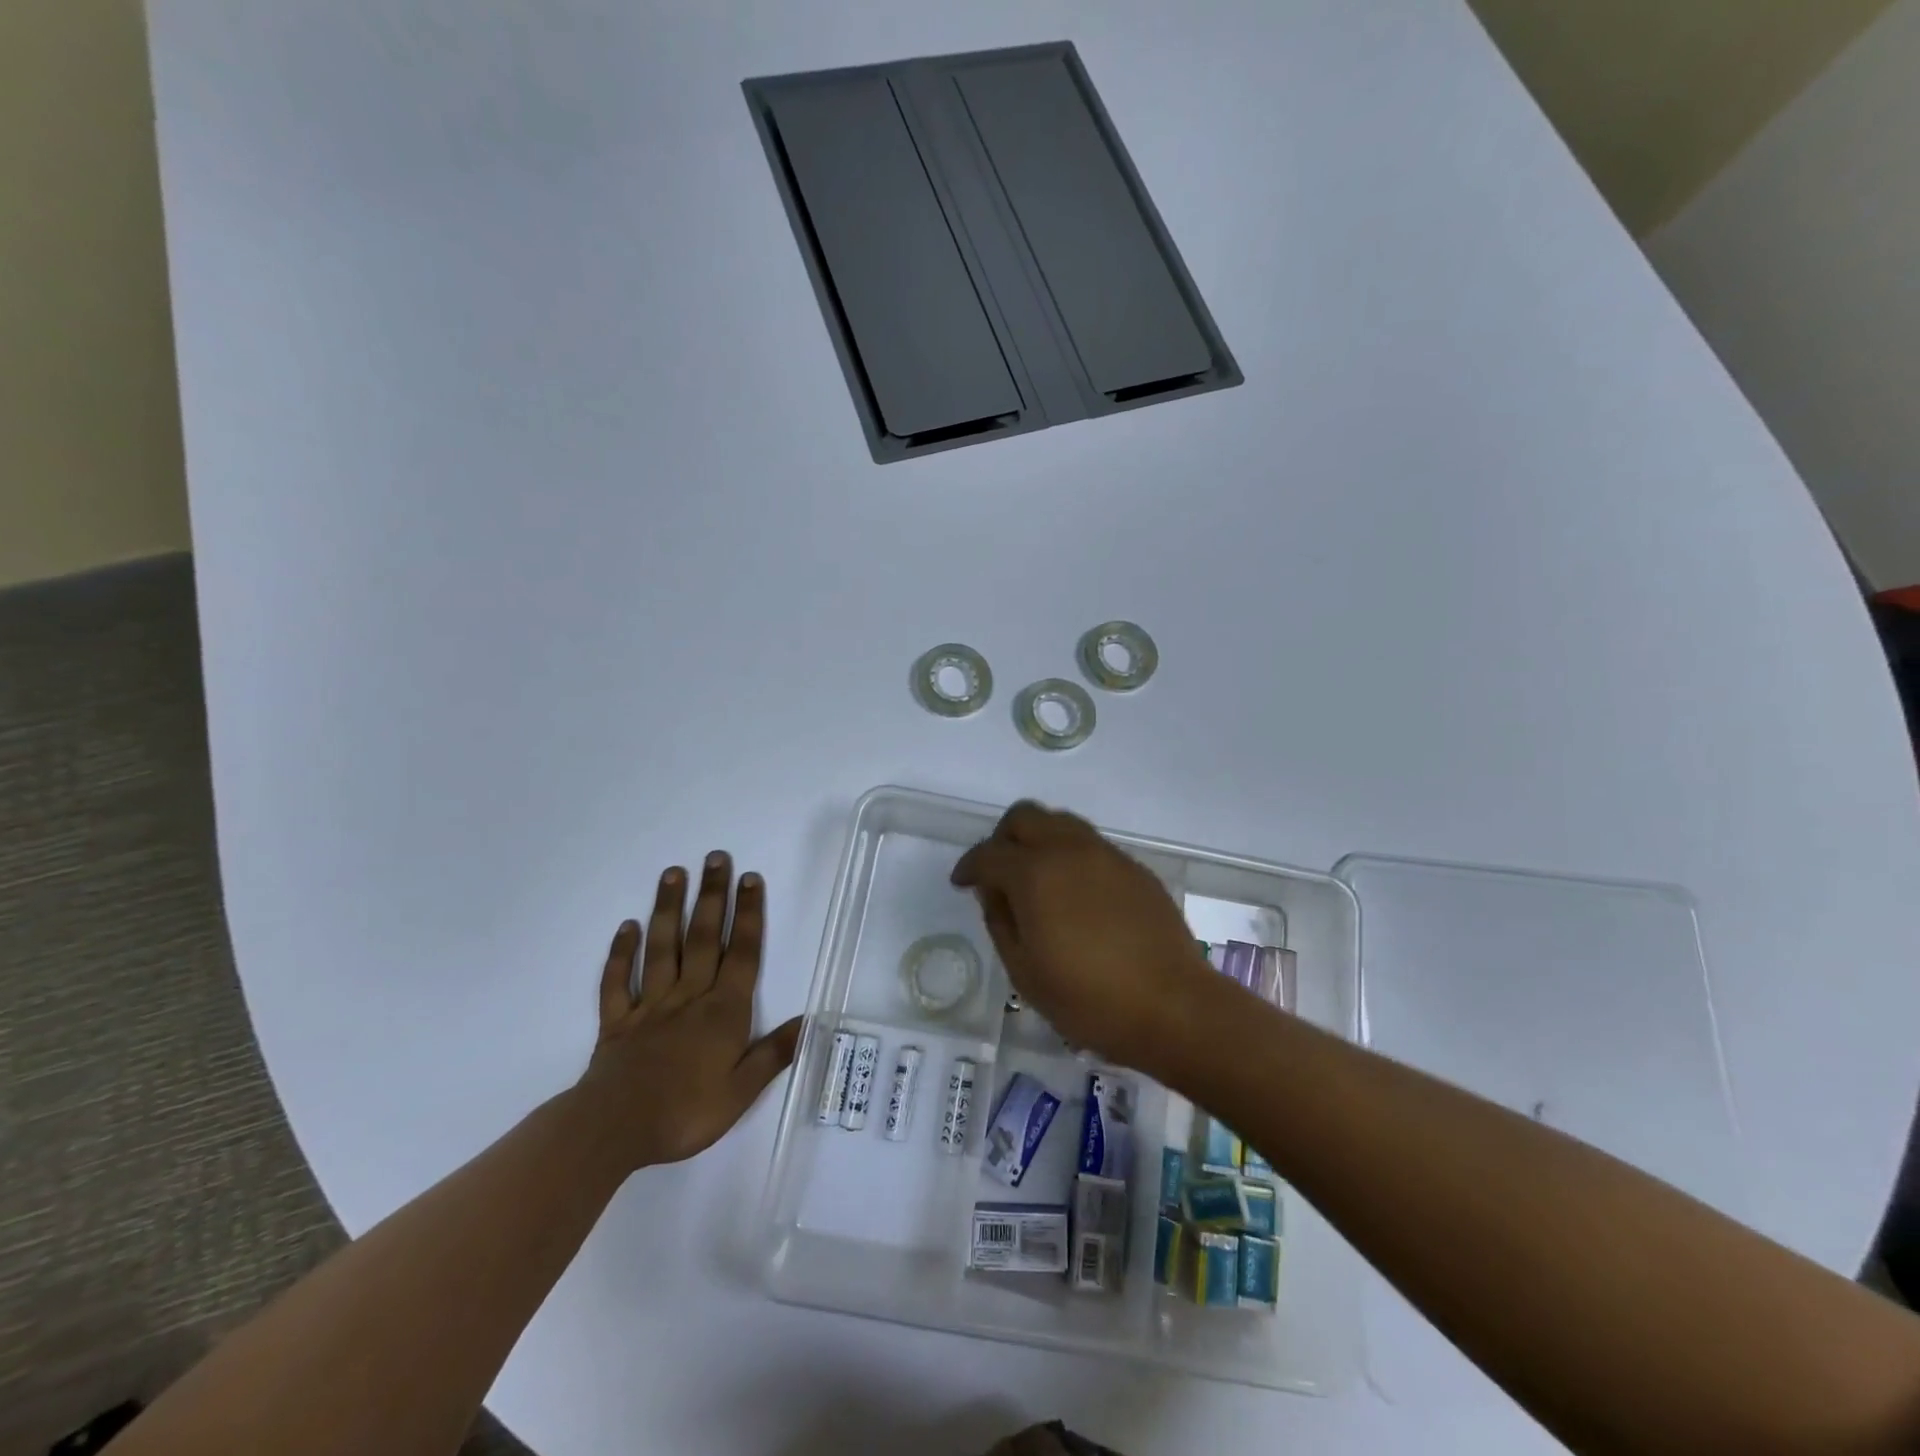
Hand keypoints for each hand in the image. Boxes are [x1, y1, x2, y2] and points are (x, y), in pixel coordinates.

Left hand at [576, 853, 800, 1171]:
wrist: (613, 1130)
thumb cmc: (685, 1112)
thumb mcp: (741, 1091)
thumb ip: (773, 1053)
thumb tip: (809, 1020)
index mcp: (723, 1011)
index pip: (741, 953)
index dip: (747, 914)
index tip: (750, 878)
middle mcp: (689, 996)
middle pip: (702, 938)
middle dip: (712, 896)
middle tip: (715, 857)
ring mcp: (650, 1005)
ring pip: (662, 948)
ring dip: (669, 909)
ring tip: (673, 873)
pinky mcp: (617, 1021)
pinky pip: (617, 981)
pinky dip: (621, 953)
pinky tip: (627, 927)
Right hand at [951, 802, 1215, 1071]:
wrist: (1172, 1006)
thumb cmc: (1088, 999)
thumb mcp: (1024, 972)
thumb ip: (1000, 922)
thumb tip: (994, 892)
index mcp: (1034, 874)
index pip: (989, 854)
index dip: (968, 866)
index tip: (962, 883)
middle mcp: (1068, 850)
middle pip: (1025, 817)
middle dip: (1003, 838)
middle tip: (999, 873)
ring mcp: (1106, 855)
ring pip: (1061, 822)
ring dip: (1039, 840)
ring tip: (1038, 880)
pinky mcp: (1134, 868)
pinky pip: (1091, 845)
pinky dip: (1071, 856)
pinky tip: (1076, 895)